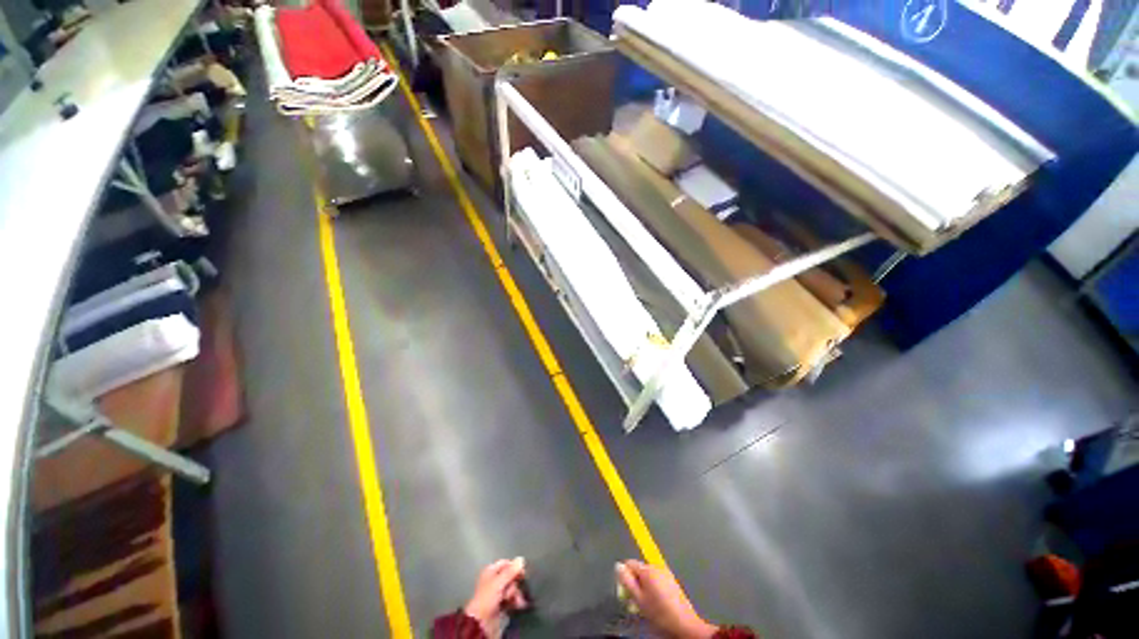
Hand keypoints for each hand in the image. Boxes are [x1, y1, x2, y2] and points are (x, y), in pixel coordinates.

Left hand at [464, 558, 527, 635]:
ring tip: (516, 601)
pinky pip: (511, 598)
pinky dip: (515, 601)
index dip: (514, 567)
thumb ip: (510, 571)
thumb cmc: (487, 598)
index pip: (505, 563)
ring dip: (515, 594)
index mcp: (490, 571)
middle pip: (509, 576)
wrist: (481, 622)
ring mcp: (497, 593)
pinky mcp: (500, 604)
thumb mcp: (498, 583)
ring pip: (511, 588)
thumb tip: (521, 559)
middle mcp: (494, 580)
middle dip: (514, 583)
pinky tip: (519, 605)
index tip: (523, 572)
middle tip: (515, 589)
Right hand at [616, 560, 717, 638]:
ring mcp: (666, 573)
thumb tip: (618, 566)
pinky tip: (655, 603)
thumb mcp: (639, 600)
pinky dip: (653, 589)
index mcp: (648, 569)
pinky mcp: (672, 581)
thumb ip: (626, 581)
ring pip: (648, 576)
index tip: (624, 591)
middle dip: (634, 583)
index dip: (624, 576)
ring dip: (643, 587)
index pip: (629, 563)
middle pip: (639, 570)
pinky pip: (657, 580)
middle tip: (634, 601)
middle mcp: (657, 567)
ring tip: (645, 604)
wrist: (684, 624)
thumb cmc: (660, 614)